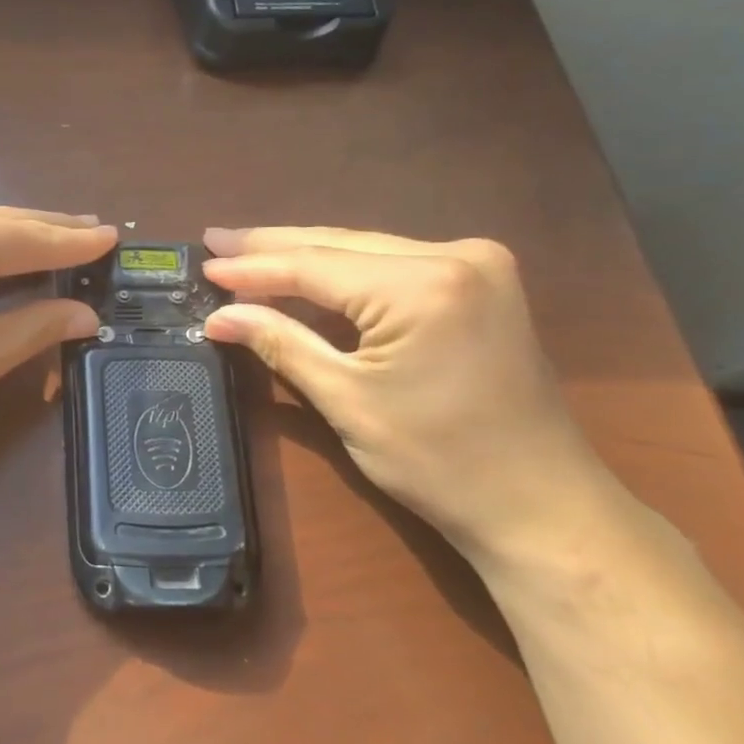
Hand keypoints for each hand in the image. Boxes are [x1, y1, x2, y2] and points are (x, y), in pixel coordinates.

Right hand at [201, 227, 620, 565]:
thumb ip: (281, 344)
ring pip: (366, 250)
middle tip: (216, 240)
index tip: (204, 263)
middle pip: (340, 245)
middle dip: (274, 247)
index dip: (253, 268)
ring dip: (306, 257)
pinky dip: (344, 273)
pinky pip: (393, 264)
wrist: (539, 503)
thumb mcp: (346, 400)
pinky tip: (305, 273)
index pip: (315, 266)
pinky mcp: (481, 282)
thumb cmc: (438, 461)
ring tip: (246, 252)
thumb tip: (219, 316)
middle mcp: (456, 255)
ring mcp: (477, 264)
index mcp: (423, 285)